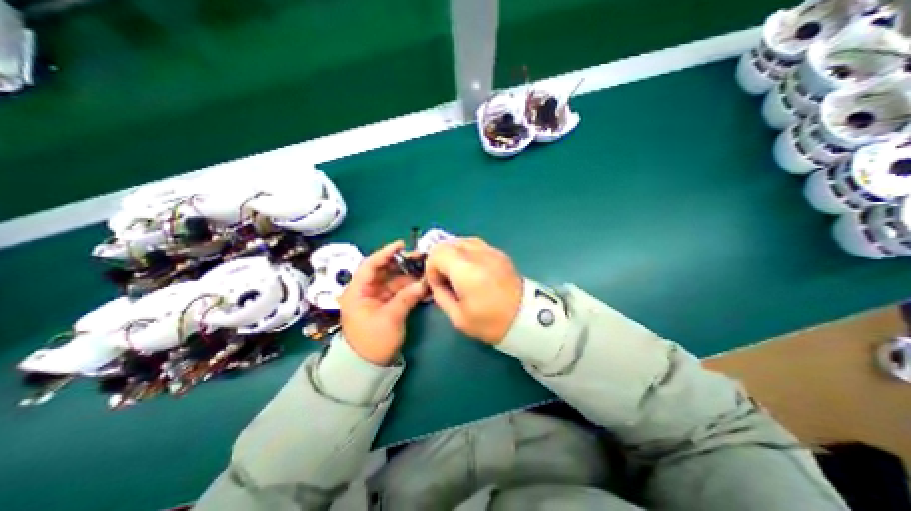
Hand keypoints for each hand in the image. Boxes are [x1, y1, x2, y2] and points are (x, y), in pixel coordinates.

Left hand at [339, 242, 428, 365]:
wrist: (368, 365)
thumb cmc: (372, 342)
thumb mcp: (389, 319)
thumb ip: (406, 298)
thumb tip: (424, 283)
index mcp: (357, 291)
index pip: (370, 265)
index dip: (385, 252)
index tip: (401, 244)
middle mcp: (366, 290)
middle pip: (384, 269)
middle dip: (402, 262)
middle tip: (420, 256)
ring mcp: (377, 296)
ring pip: (394, 278)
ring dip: (409, 274)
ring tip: (425, 268)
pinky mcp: (386, 303)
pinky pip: (399, 289)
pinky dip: (410, 286)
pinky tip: (423, 282)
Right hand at [424, 237, 523, 345]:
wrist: (527, 318)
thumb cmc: (491, 322)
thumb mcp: (458, 318)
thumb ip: (440, 296)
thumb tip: (437, 283)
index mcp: (466, 270)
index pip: (436, 252)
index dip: (431, 268)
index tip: (438, 284)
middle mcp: (478, 254)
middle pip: (446, 243)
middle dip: (439, 259)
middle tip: (446, 279)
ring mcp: (491, 250)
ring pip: (460, 240)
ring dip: (452, 254)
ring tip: (458, 273)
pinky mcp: (499, 252)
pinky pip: (474, 243)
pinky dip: (466, 252)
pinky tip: (472, 269)